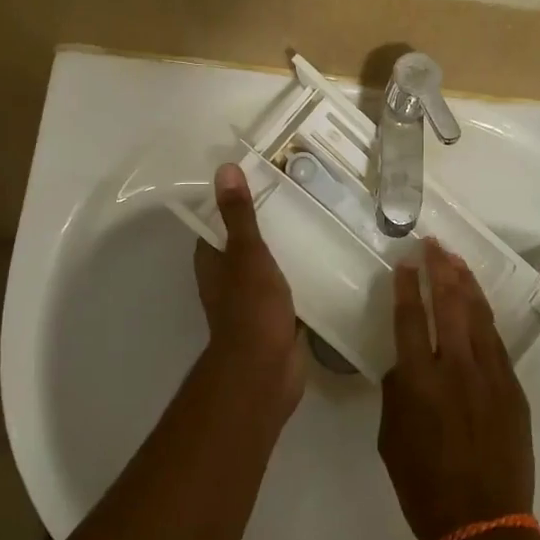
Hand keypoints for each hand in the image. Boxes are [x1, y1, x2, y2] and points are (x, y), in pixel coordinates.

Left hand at [193, 163, 303, 416]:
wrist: (265, 370)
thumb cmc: (251, 308)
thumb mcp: (247, 254)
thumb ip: (239, 215)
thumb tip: (224, 169)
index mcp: (213, 261)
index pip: (219, 222)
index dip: (237, 201)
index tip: (265, 178)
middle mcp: (227, 279)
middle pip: (245, 243)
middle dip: (269, 224)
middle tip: (302, 196)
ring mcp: (251, 300)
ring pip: (268, 266)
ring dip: (287, 250)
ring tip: (319, 221)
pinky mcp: (275, 317)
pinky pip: (287, 288)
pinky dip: (301, 275)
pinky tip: (326, 261)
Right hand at [378, 241, 534, 539]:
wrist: (485, 524)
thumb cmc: (425, 488)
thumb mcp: (392, 440)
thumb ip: (397, 394)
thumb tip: (405, 366)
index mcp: (419, 382)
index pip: (410, 319)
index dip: (406, 287)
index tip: (404, 262)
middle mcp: (456, 369)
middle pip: (449, 305)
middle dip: (439, 269)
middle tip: (432, 244)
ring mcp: (491, 375)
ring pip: (478, 316)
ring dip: (466, 284)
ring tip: (455, 260)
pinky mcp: (513, 387)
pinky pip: (496, 341)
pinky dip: (484, 316)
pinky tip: (477, 304)